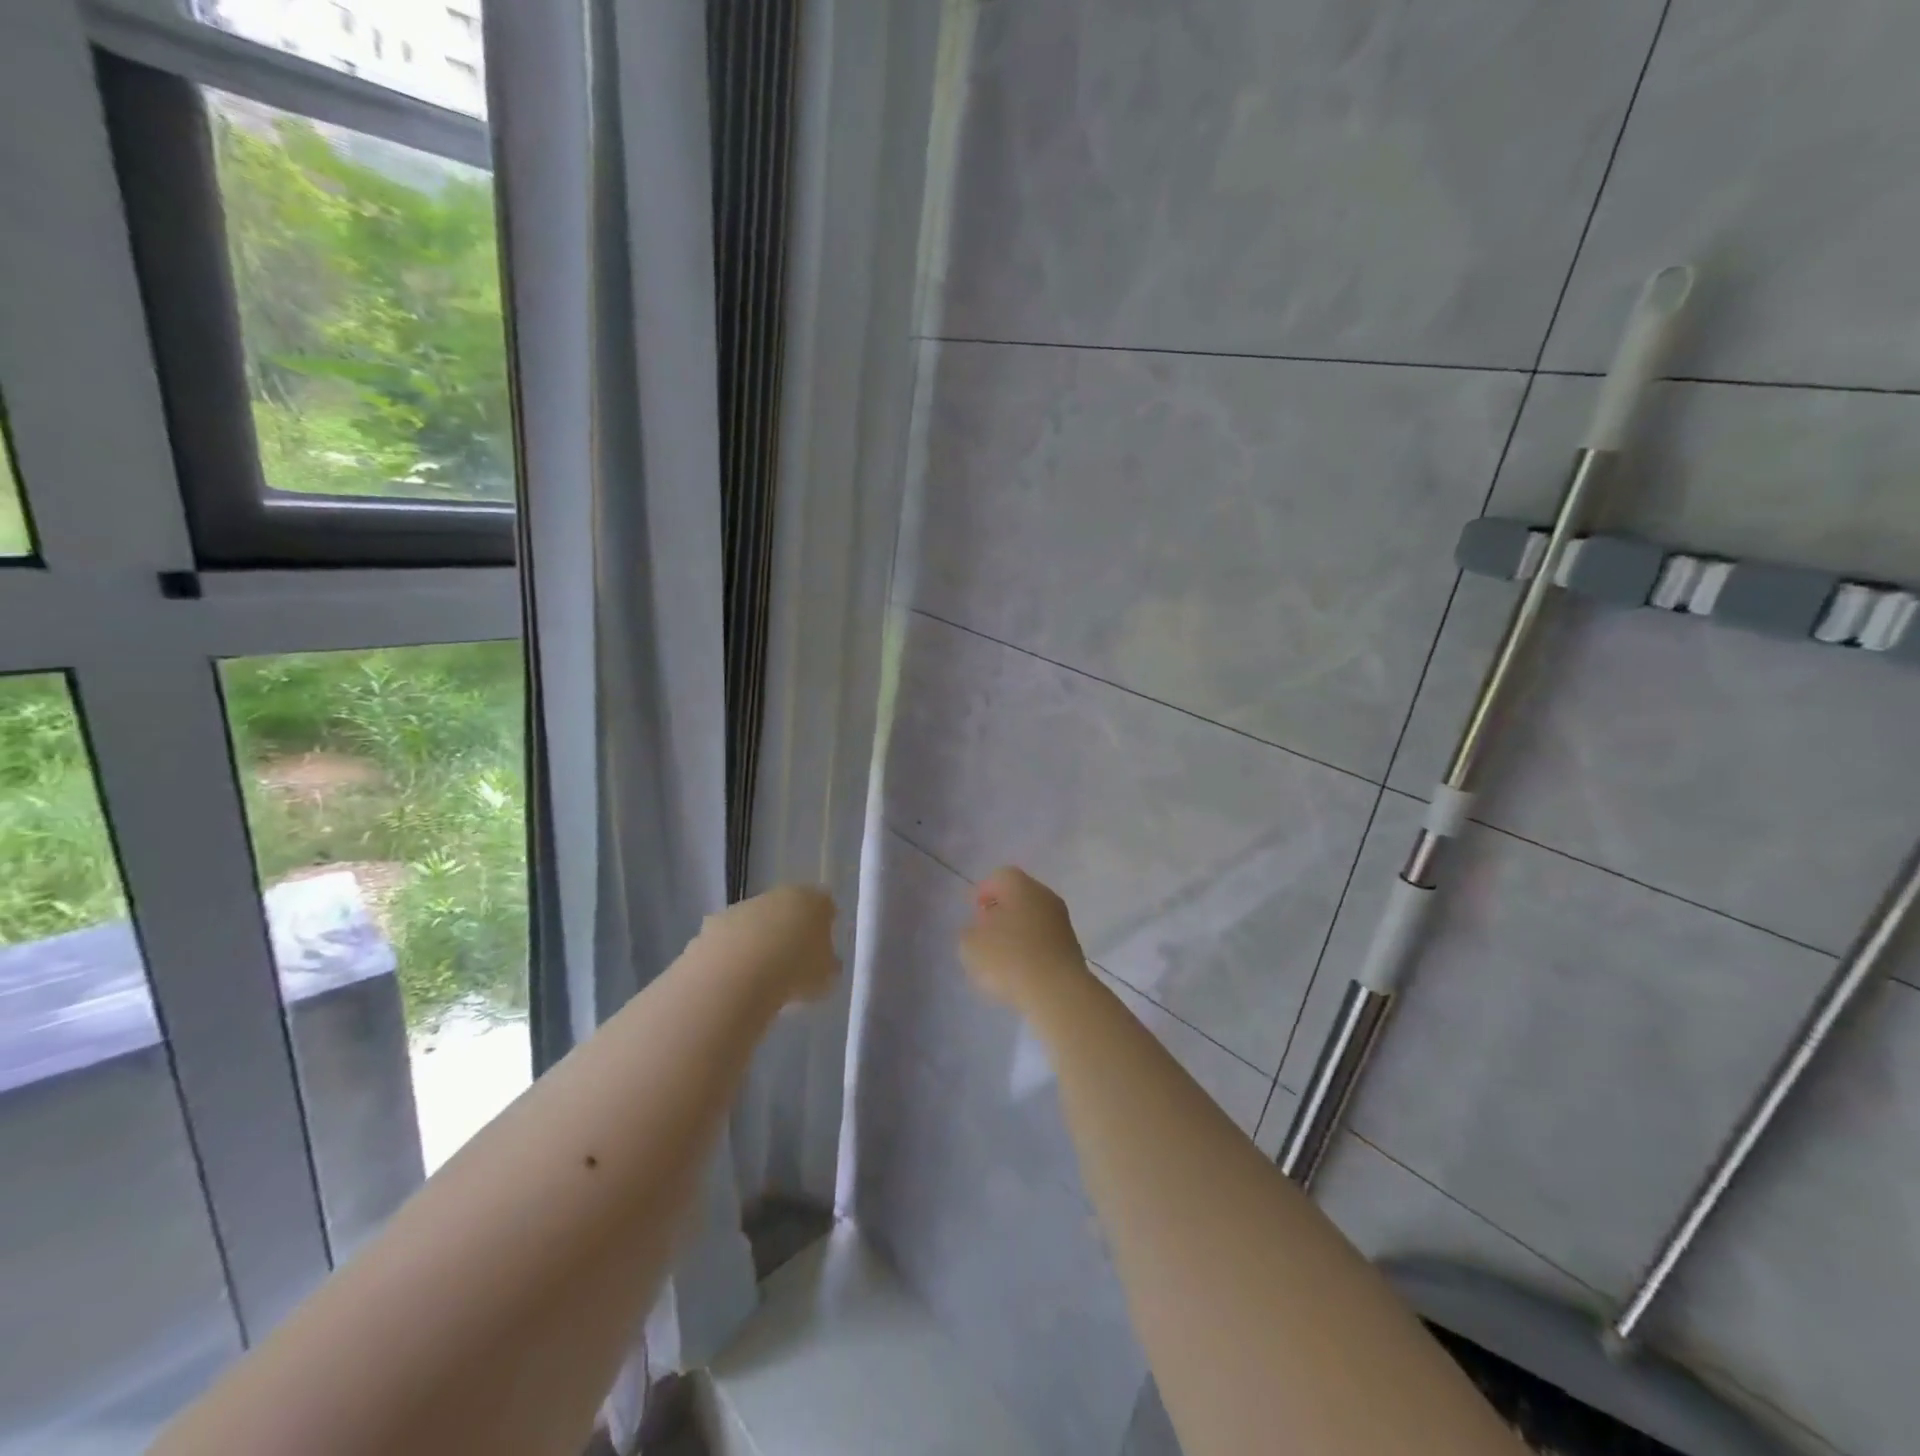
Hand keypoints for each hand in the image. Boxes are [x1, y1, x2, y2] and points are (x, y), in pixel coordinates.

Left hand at [697, 885, 840, 1005]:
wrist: (735, 976)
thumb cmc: (794, 971)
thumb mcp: (826, 977)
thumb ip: (828, 966)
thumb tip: (825, 965)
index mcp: (812, 900)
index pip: (825, 905)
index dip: (825, 926)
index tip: (823, 950)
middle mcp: (778, 895)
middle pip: (788, 910)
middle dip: (789, 931)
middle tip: (792, 964)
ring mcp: (742, 907)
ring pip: (756, 923)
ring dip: (759, 942)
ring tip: (761, 978)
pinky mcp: (713, 925)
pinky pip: (730, 939)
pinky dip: (733, 954)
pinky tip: (735, 979)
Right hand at [958, 866, 1089, 1013]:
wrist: (1058, 992)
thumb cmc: (1009, 958)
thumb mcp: (971, 945)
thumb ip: (970, 932)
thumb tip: (980, 930)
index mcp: (1020, 885)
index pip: (1000, 877)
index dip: (984, 891)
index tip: (973, 911)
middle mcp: (1045, 896)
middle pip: (1019, 896)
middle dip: (1001, 911)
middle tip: (985, 932)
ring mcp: (1062, 921)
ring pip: (1034, 919)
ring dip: (1018, 932)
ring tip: (1000, 957)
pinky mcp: (1072, 947)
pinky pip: (1045, 941)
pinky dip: (1031, 950)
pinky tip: (1020, 970)